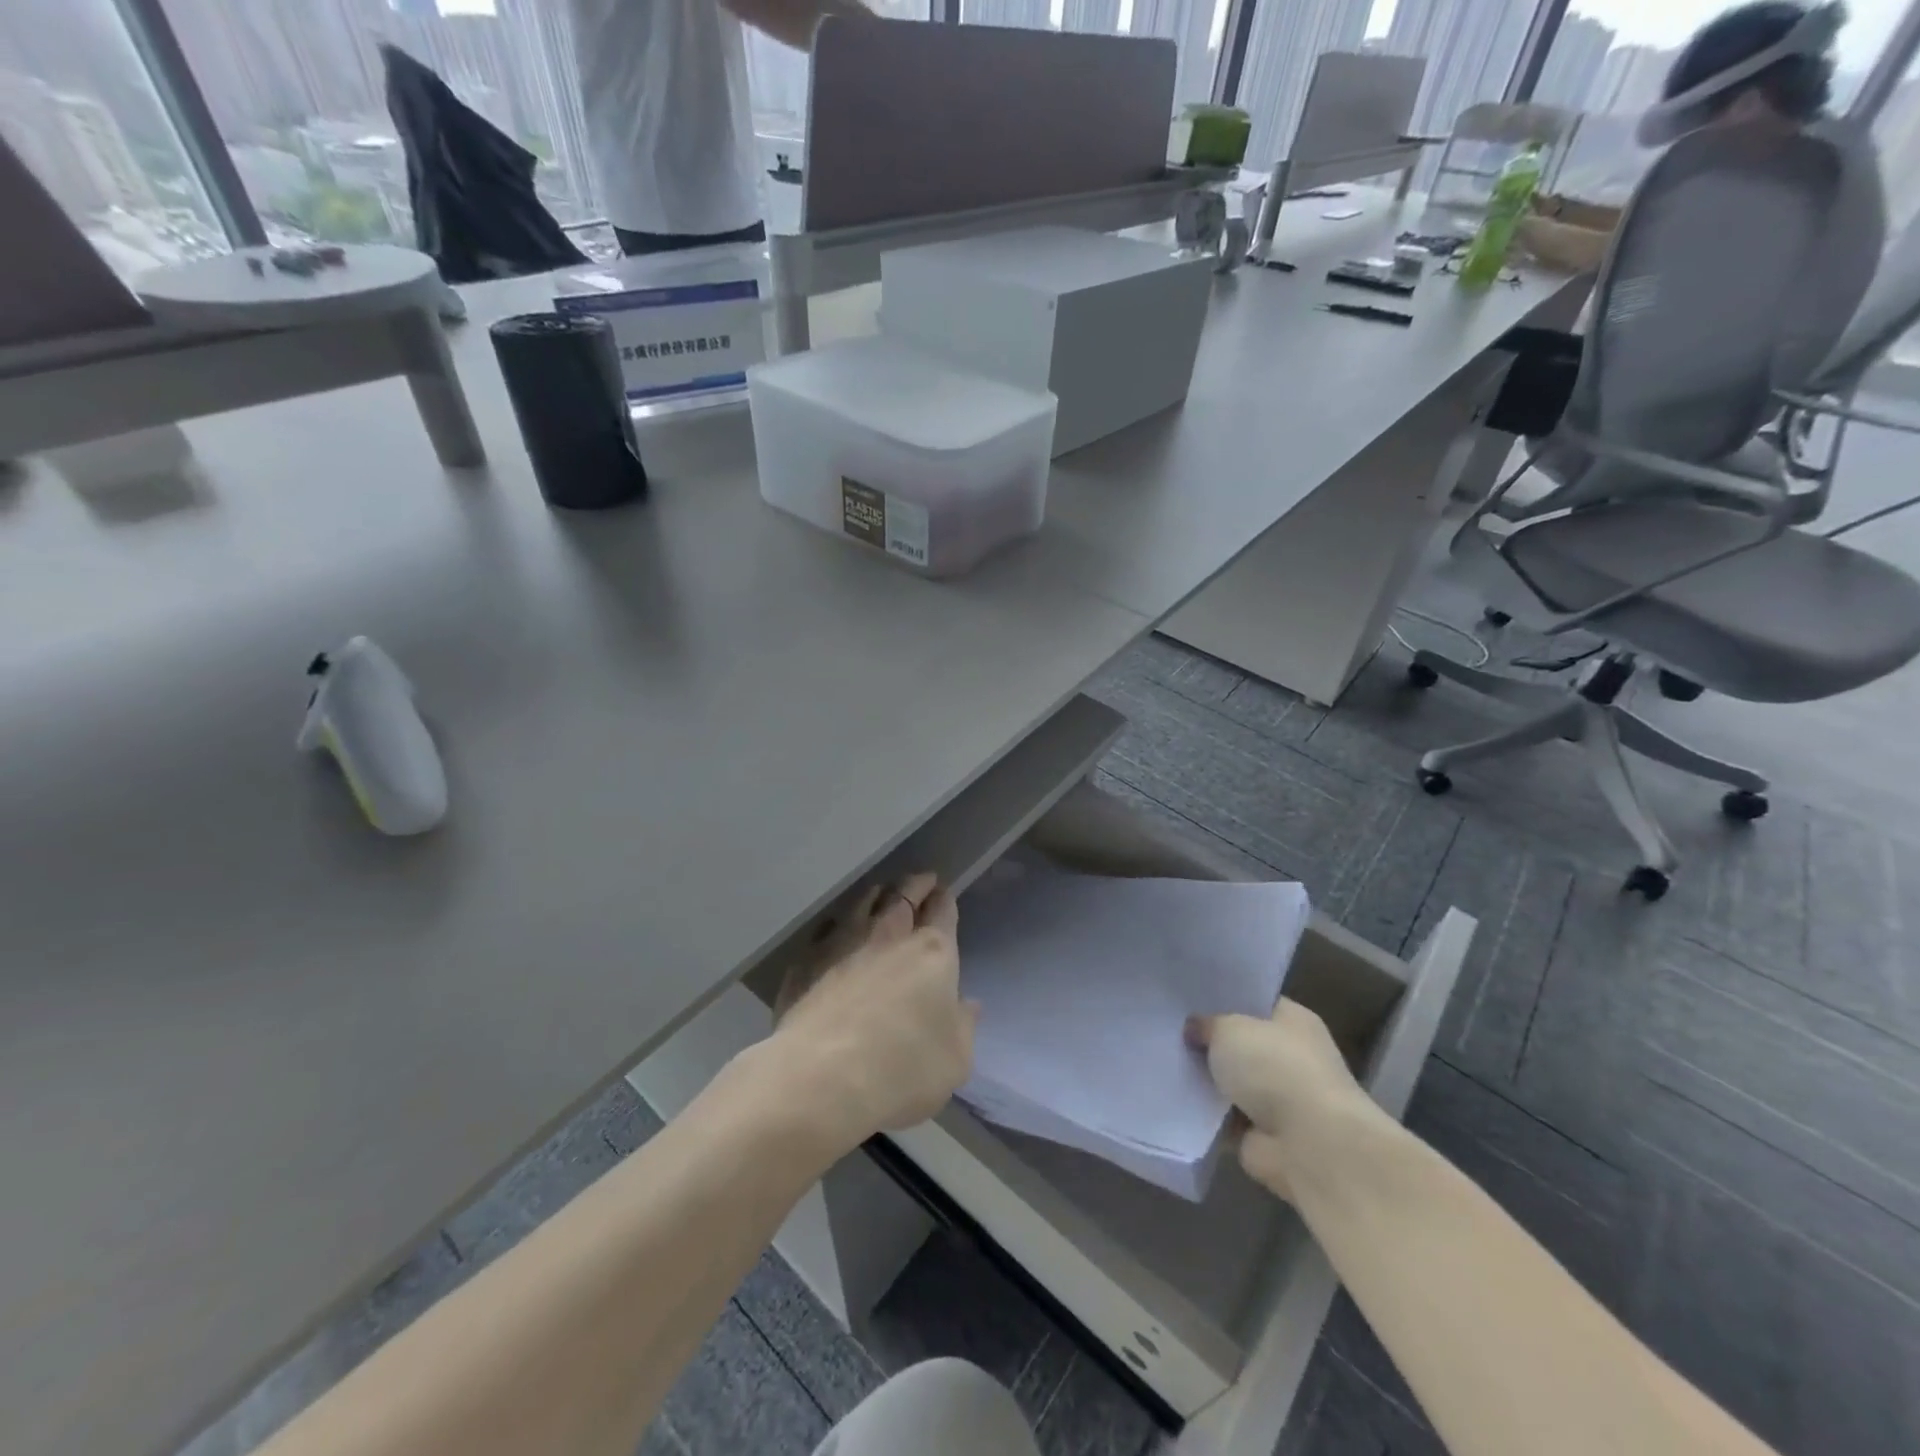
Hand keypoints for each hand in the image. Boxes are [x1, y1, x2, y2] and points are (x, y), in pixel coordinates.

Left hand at [766, 873, 975, 1153]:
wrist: (820, 1078)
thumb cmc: (901, 1070)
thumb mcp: (955, 1061)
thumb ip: (964, 1026)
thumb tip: (968, 1005)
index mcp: (932, 952)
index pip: (942, 910)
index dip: (945, 899)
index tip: (944, 893)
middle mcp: (888, 935)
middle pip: (904, 894)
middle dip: (916, 884)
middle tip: (922, 881)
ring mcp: (842, 942)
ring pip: (863, 903)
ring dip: (876, 895)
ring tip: (880, 893)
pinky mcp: (806, 960)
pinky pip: (825, 929)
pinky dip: (836, 925)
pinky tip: (835, 931)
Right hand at [1186, 999, 1380, 1199]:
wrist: (1310, 1146)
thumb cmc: (1274, 1068)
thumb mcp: (1228, 1029)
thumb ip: (1206, 1024)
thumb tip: (1194, 1029)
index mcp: (1294, 1021)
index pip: (1255, 1002)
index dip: (1224, 999)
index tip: (1189, 999)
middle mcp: (1292, 1056)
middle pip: (1242, 1043)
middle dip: (1211, 1041)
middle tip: (1171, 1030)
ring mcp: (1280, 1098)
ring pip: (1232, 1081)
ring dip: (1207, 1080)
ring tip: (1166, 1062)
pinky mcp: (1265, 1134)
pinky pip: (1226, 1116)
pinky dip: (1207, 1113)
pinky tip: (1176, 1099)